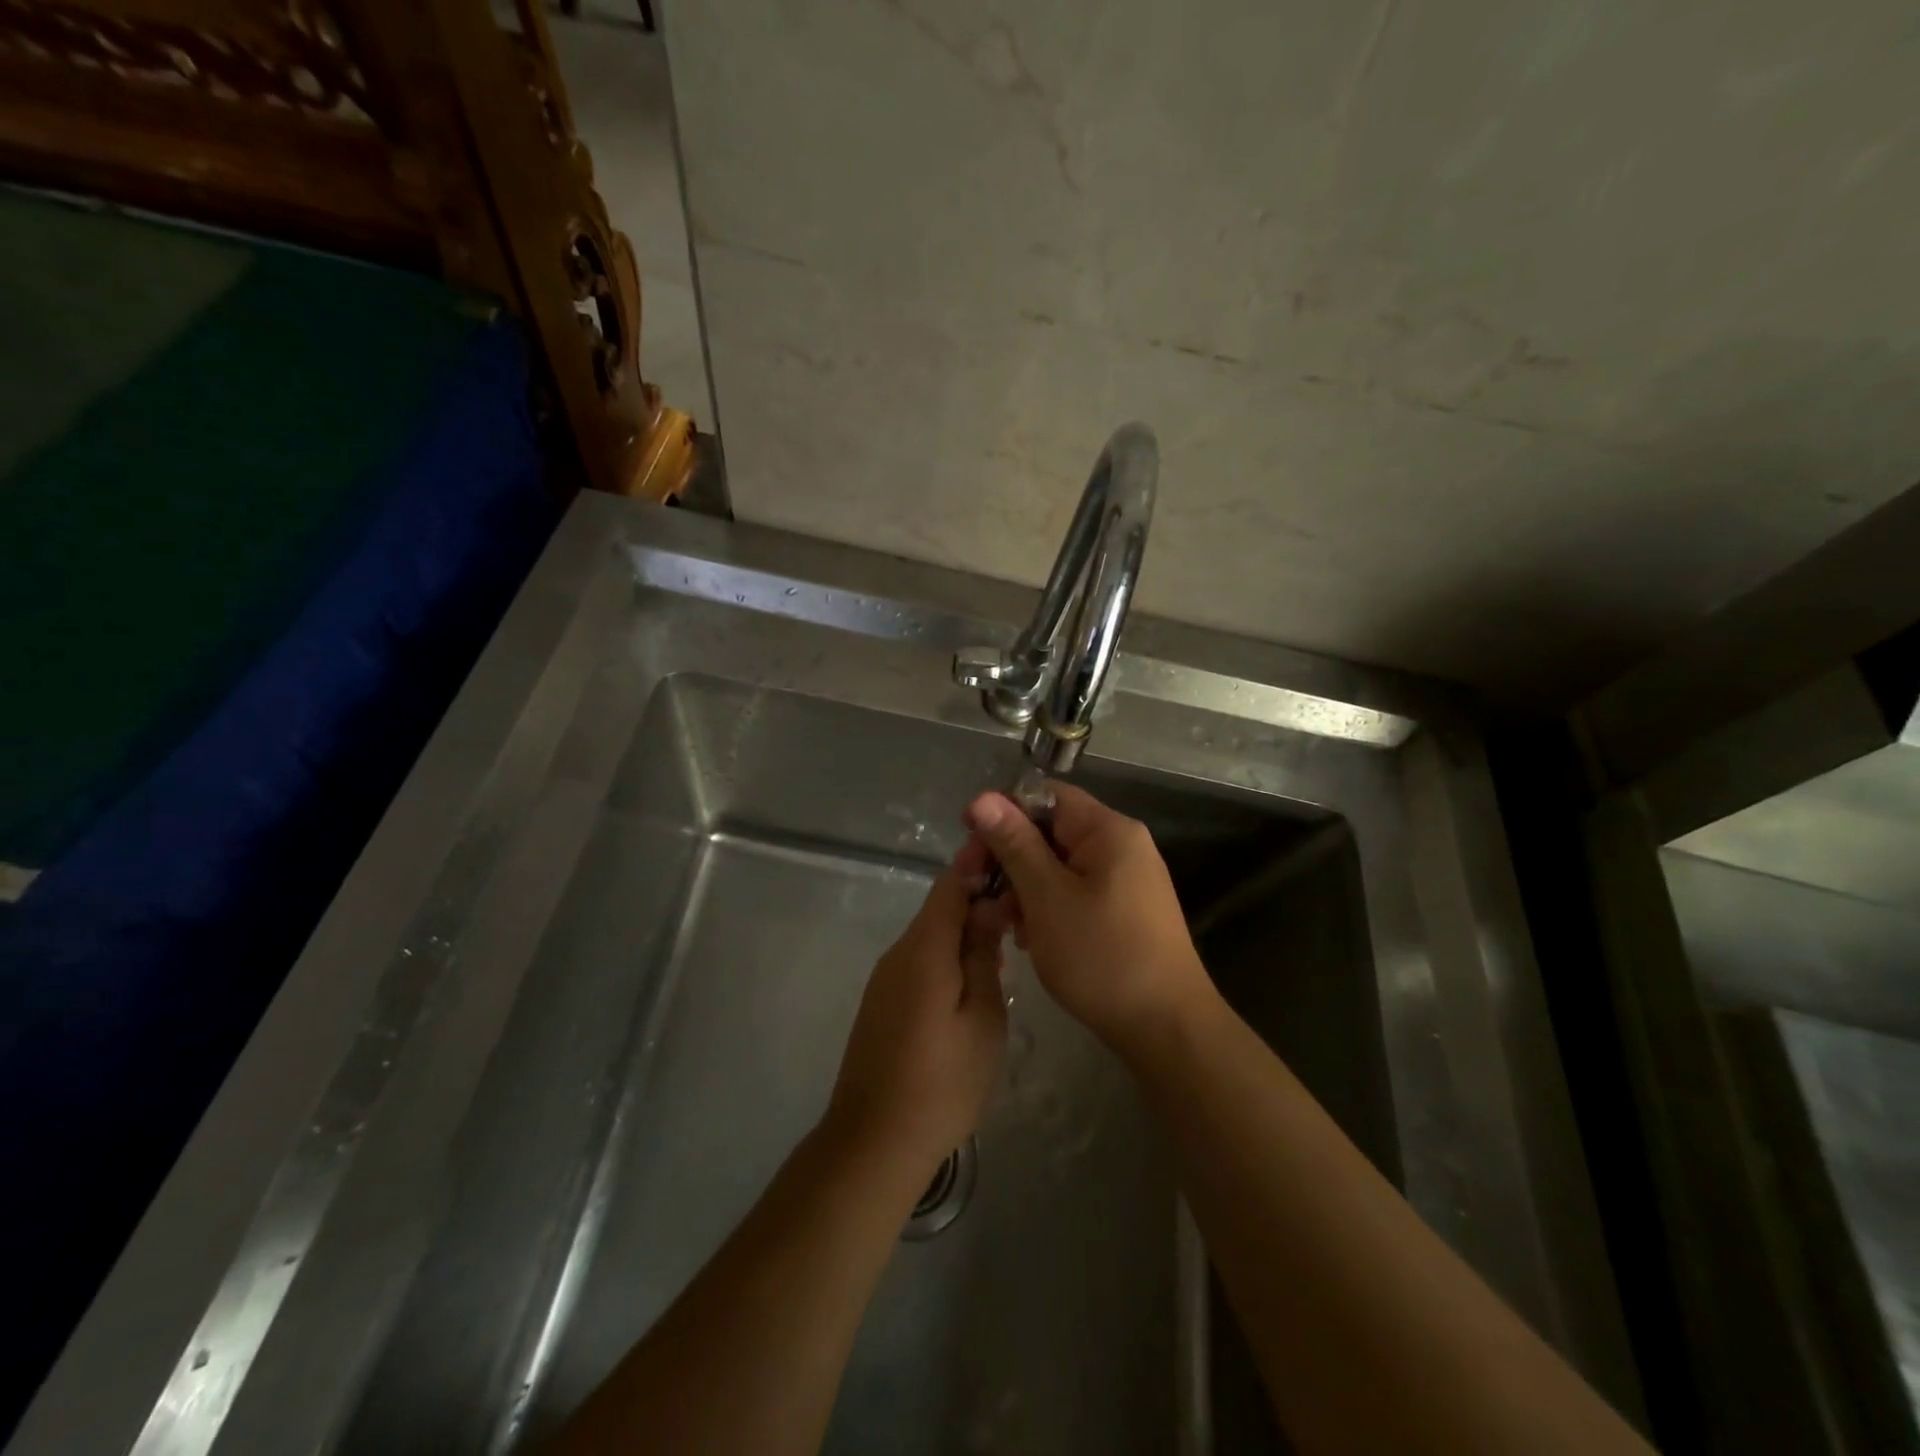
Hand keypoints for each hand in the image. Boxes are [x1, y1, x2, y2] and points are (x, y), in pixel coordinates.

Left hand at [825, 837, 1009, 1177]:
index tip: (1010, 849)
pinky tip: (977, 977)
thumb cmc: (942, 1080)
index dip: (978, 861)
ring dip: (966, 929)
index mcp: (924, 947)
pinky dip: (950, 955)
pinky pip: (922, 960)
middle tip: (1023, 904)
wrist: (874, 1140)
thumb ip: (983, 954)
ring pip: (932, 936)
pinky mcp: (883, 1002)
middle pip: (940, 907)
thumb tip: (987, 905)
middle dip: (979, 897)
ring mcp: (886, 978)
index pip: (951, 884)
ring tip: (1009, 939)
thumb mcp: (982, 1015)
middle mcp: (899, 952)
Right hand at [965, 782, 1214, 1056]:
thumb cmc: (1102, 956)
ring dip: (1025, 887)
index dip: (1003, 811)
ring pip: (1059, 865)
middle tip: (979, 891)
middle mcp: (1121, 846)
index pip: (1046, 796)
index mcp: (1108, 830)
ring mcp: (1125, 879)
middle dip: (1011, 857)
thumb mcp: (1047, 897)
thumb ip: (1014, 844)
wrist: (1166, 1028)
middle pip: (1051, 831)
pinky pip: (1074, 891)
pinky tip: (1029, 937)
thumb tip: (981, 797)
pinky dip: (1047, 906)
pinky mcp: (1123, 910)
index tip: (968, 839)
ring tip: (1004, 923)